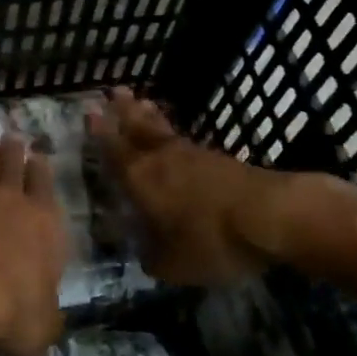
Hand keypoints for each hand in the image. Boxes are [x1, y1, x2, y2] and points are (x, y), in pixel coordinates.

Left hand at [0, 137, 66, 355]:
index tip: (38, 157)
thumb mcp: (42, 326)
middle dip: (14, 151)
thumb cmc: (11, 308)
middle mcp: (11, 200)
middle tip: (12, 139)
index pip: (46, 186)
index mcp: (44, 222)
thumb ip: (46, 312)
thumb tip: (45, 313)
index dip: (41, 170)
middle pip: (13, 164)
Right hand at [92, 87, 288, 285]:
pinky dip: (174, 132)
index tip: (89, 112)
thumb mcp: (172, 264)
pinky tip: (176, 136)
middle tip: (113, 91)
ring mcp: (192, 155)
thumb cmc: (210, 239)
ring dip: (148, 115)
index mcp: (140, 179)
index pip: (113, 151)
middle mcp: (160, 159)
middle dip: (123, 111)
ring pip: (162, 130)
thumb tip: (144, 253)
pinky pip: (185, 139)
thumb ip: (152, 257)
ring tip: (141, 101)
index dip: (100, 133)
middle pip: (137, 128)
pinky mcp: (219, 159)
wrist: (268, 216)